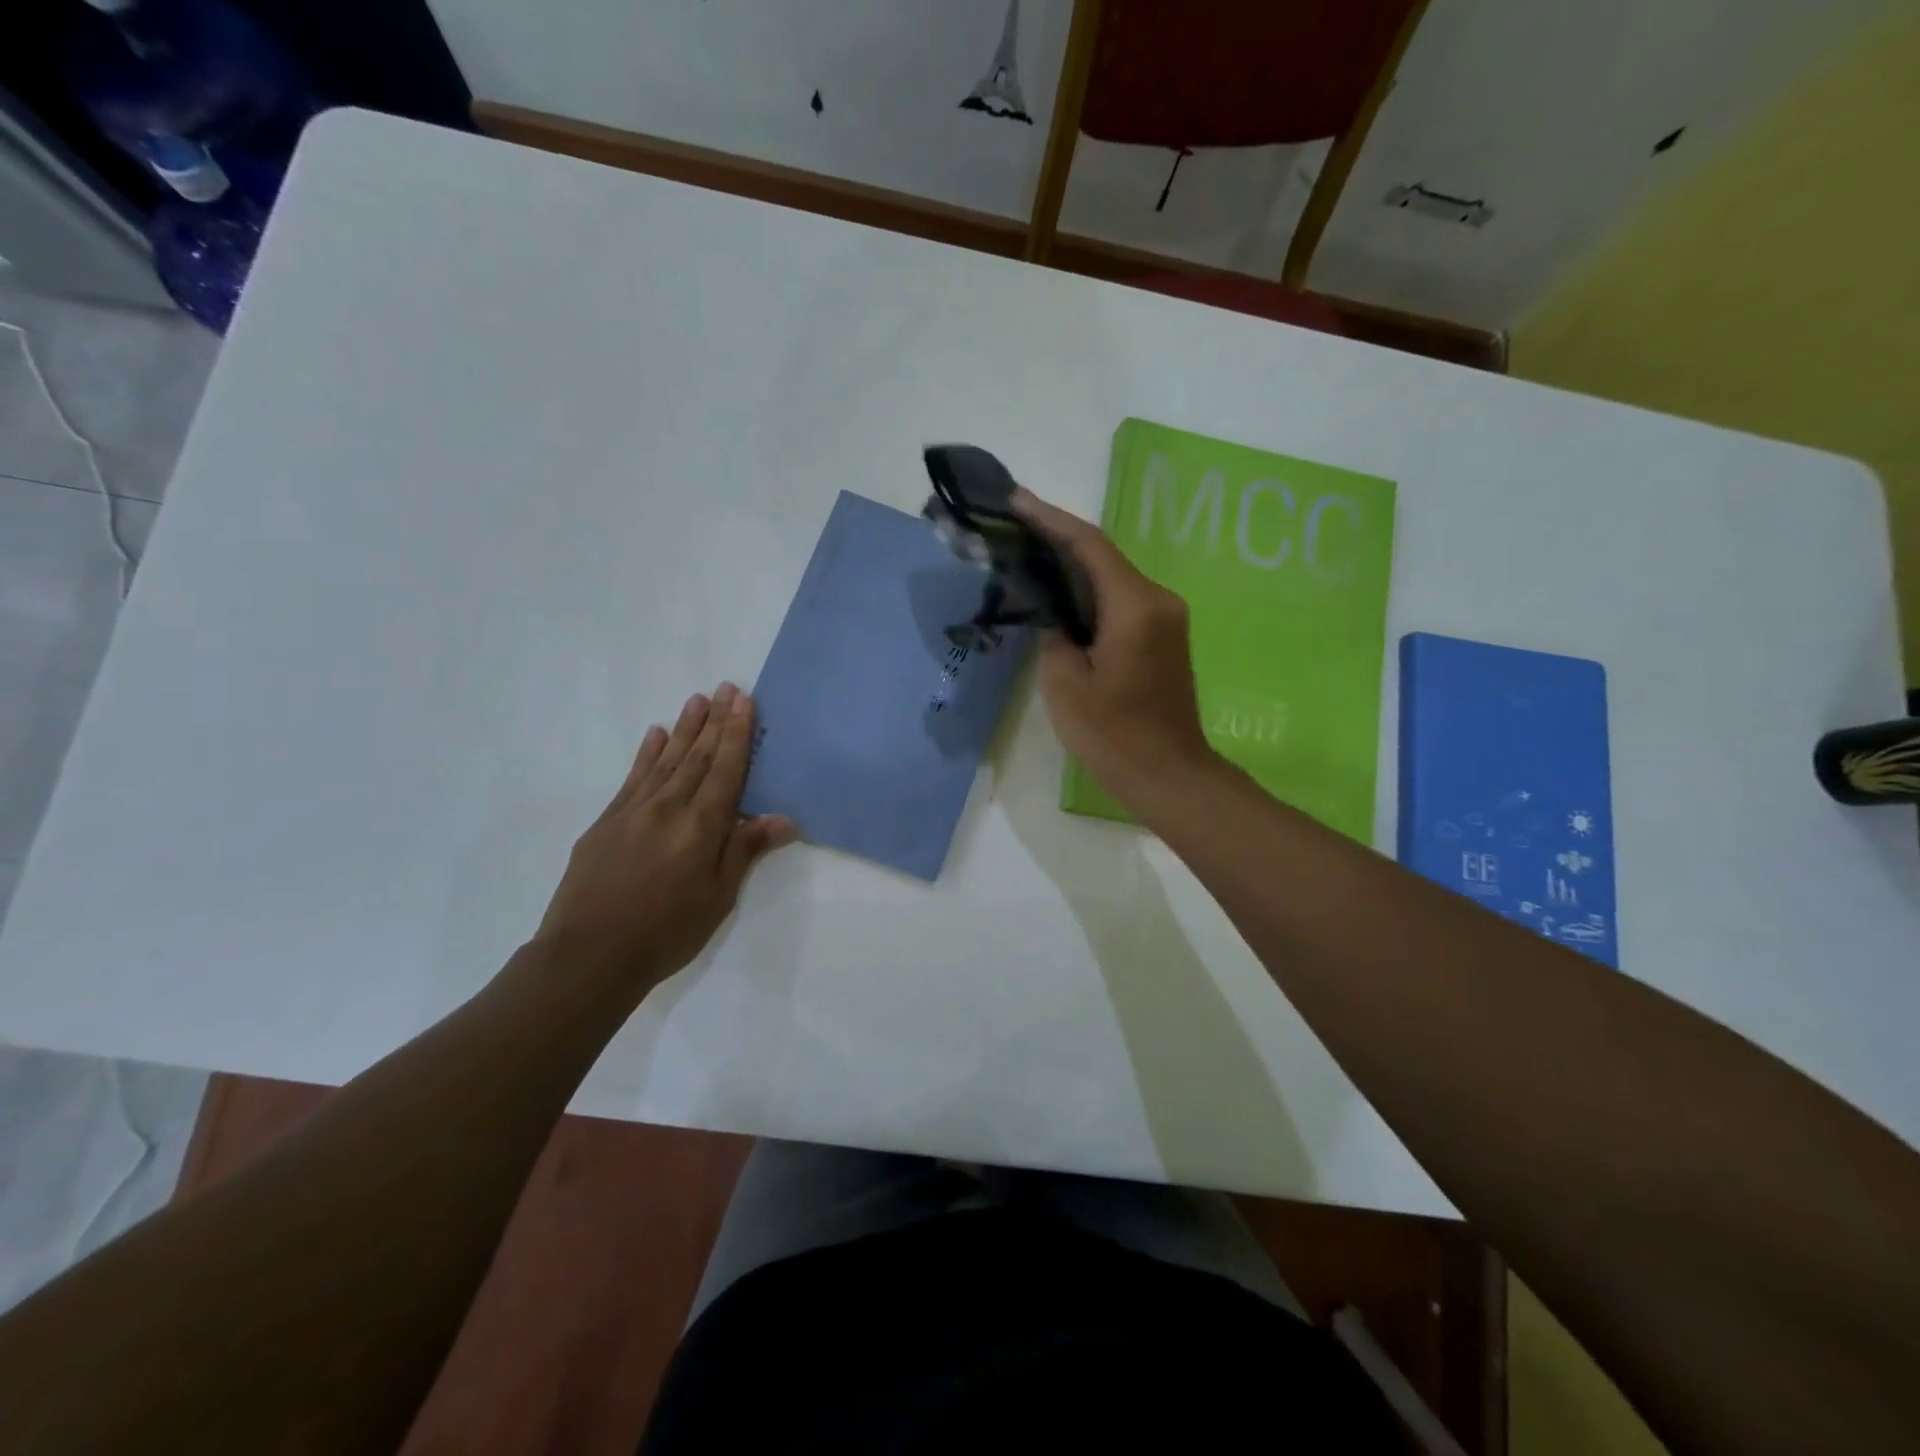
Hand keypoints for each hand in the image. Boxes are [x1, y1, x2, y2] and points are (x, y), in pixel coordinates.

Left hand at [533, 683, 796, 993]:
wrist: (588, 955)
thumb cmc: (666, 932)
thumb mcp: (718, 898)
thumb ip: (745, 851)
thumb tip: (783, 818)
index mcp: (700, 826)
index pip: (725, 770)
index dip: (737, 735)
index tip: (744, 701)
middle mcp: (668, 807)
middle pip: (697, 756)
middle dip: (715, 721)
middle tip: (725, 687)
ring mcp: (633, 811)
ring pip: (665, 760)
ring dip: (684, 728)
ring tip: (697, 700)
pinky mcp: (606, 821)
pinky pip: (633, 777)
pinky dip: (647, 753)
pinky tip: (655, 734)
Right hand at [1012, 489, 1221, 814]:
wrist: (1170, 776)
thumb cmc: (1115, 736)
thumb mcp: (1065, 687)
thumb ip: (1054, 638)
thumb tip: (1055, 618)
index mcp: (1135, 607)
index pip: (1090, 546)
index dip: (1051, 520)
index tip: (1016, 501)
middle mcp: (1158, 601)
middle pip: (1104, 556)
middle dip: (1059, 539)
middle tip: (1015, 529)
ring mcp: (1167, 619)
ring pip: (1114, 578)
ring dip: (1074, 567)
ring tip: (1030, 557)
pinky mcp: (1165, 638)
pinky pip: (1123, 601)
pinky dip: (1091, 593)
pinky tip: (1062, 597)